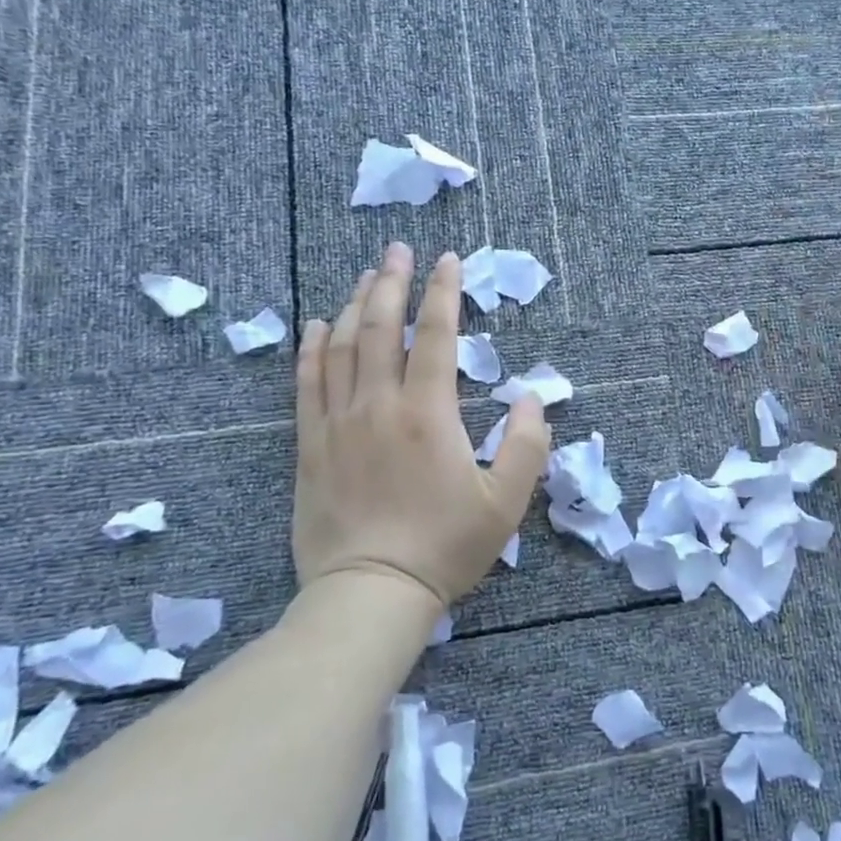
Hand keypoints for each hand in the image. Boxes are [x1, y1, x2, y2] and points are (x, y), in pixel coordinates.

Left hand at [292, 242, 550, 611]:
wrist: (370, 592)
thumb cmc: (445, 546)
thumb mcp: (506, 503)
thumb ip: (528, 445)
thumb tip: (532, 398)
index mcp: (430, 413)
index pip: (437, 335)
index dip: (444, 292)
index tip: (448, 259)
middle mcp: (379, 404)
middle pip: (381, 327)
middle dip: (392, 281)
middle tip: (397, 248)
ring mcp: (338, 422)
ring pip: (342, 346)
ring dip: (354, 305)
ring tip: (365, 276)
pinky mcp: (310, 444)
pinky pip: (307, 382)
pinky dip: (312, 348)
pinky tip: (316, 326)